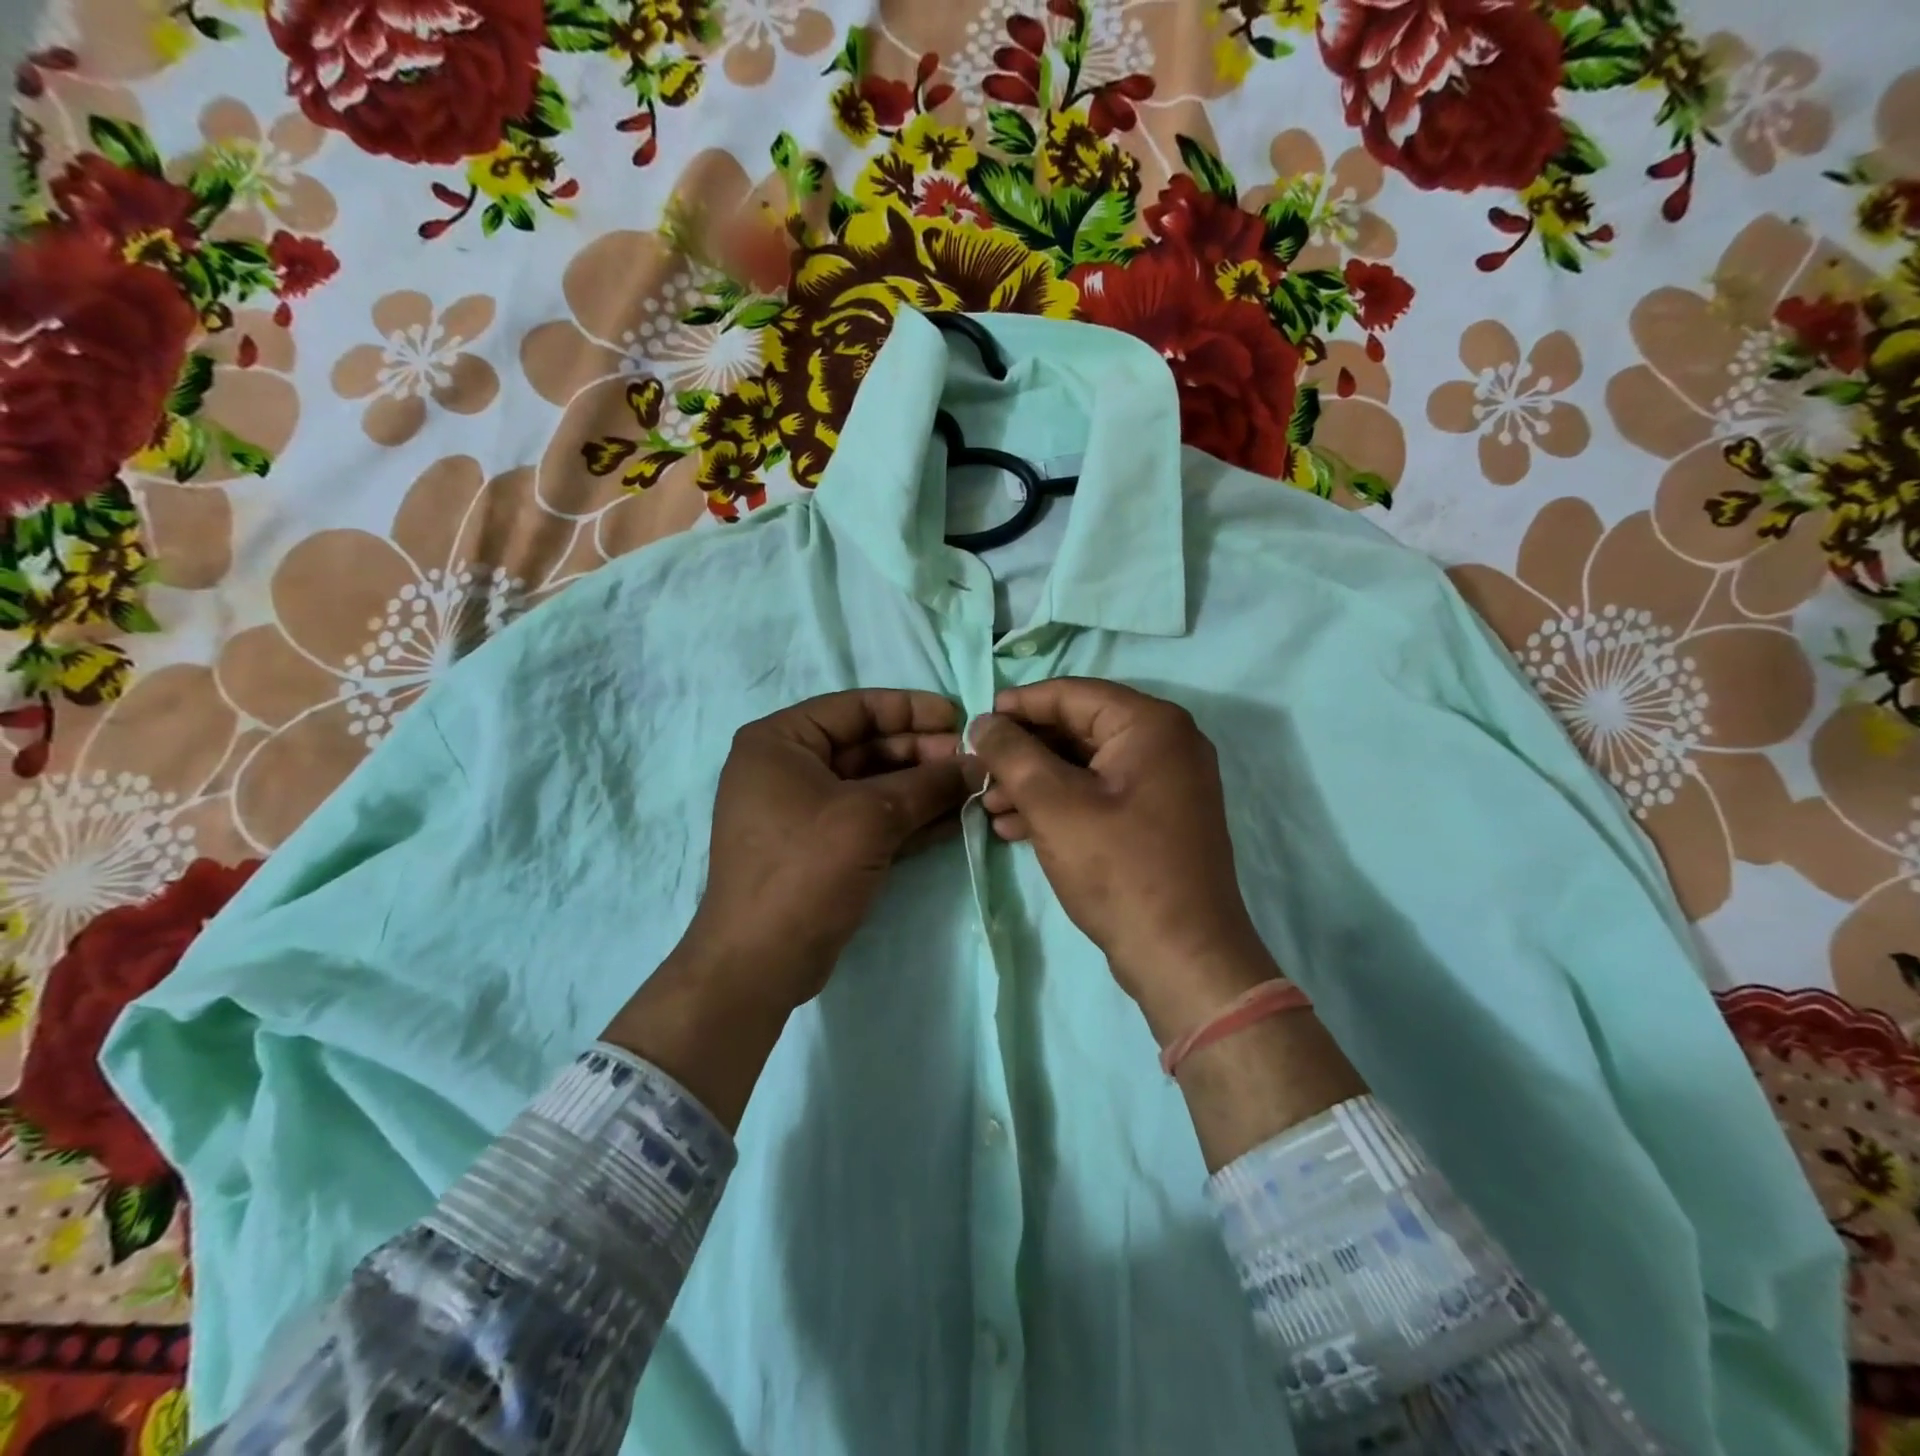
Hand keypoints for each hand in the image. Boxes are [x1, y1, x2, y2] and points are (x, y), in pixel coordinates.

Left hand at [684, 688, 980, 1010]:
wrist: (761, 962)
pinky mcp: (821, 847)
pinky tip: (953, 818)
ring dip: (921, 786)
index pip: (855, 707)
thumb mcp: (871, 817)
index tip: (959, 719)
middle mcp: (787, 768)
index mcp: (780, 741)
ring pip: (873, 784)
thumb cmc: (806, 869)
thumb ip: (929, 784)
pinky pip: (870, 818)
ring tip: (970, 788)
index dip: (911, 709)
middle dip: (921, 753)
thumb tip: (979, 765)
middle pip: (866, 745)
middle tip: (970, 763)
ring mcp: (803, 810)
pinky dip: (909, 817)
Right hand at [967, 679, 1276, 1042]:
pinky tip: (1017, 829)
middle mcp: (1166, 742)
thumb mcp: (1053, 804)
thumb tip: (983, 721)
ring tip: (989, 808)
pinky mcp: (1158, 818)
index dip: (1019, 705)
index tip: (976, 723)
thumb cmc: (1118, 868)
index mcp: (1151, 724)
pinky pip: (1101, 794)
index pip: (1072, 694)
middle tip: (979, 772)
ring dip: (1034, 784)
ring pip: (1085, 766)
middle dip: (1023, 753)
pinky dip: (1060, 806)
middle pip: (1078, 729)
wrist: (1182, 955)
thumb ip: (1012, 753)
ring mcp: (1166, 782)